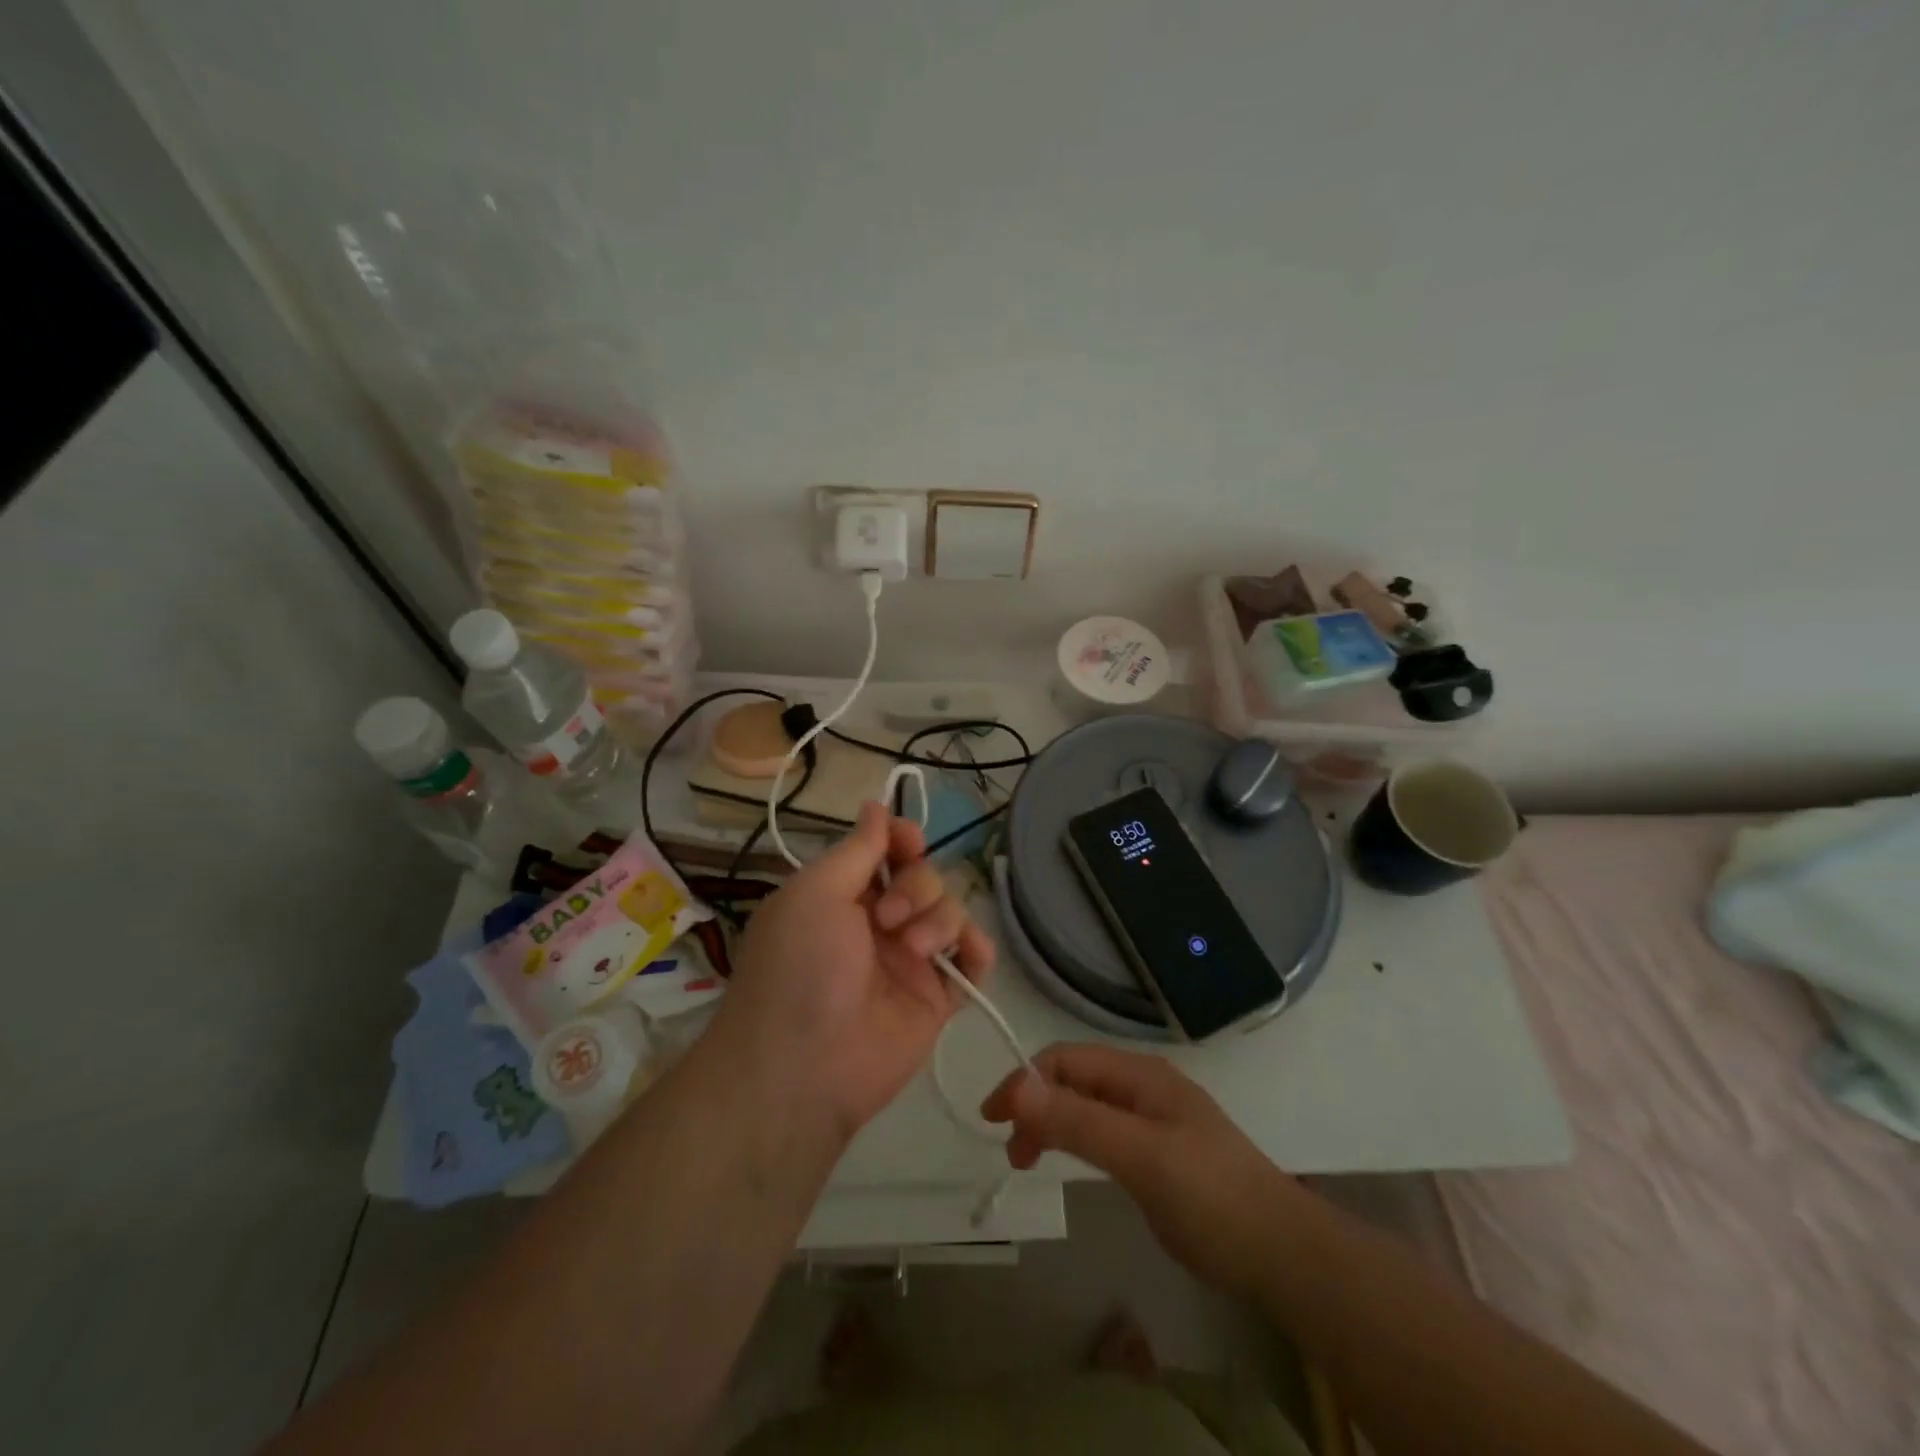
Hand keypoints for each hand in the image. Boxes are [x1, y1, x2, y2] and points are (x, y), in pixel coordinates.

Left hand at [713, 801, 994, 1140]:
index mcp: (844, 895)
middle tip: (887, 918)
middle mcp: (878, 923)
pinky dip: (976, 948)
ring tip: (912, 950)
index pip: (887, 852)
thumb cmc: (799, 966)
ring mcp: (909, 961)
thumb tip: (875, 805)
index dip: (902, 839)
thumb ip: (857, 849)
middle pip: (925, 877)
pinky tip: (964, 955)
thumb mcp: (816, 892)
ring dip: (939, 919)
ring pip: (950, 911)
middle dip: (916, 886)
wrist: (803, 1068)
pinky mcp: (936, 997)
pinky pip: (973, 959)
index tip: (908, 842)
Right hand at [981, 1043, 1301, 1296]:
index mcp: (1139, 1074)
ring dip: (1050, 1122)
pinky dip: (1073, 1139)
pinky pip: (1102, 1130)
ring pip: (1085, 1105)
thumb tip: (1014, 1089)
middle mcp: (1142, 1086)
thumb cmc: (1209, 1195)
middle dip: (1034, 1103)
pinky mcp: (1158, 1152)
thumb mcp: (1140, 1155)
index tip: (993, 1119)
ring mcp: (1153, 1119)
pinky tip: (1067, 1161)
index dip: (1025, 1081)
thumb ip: (1078, 1121)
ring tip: (1026, 1159)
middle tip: (1010, 1151)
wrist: (1281, 1251)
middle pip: (1073, 1079)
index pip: (1066, 1059)